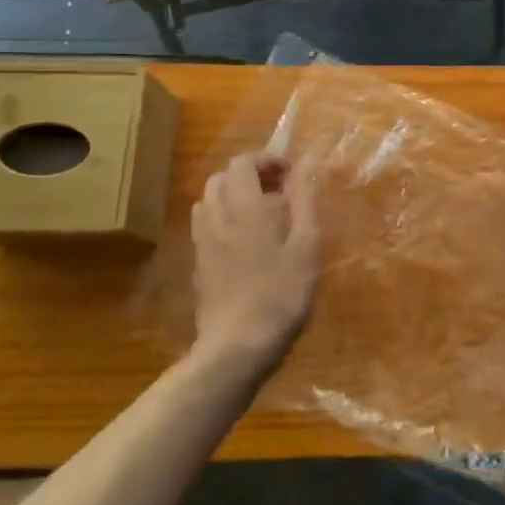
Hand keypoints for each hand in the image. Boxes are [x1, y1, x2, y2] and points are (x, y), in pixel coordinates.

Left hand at [190, 154, 321, 376]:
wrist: (238, 345)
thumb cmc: (281, 292)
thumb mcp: (306, 244)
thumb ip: (304, 200)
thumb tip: (305, 164)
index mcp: (245, 206)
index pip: (243, 162)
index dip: (266, 159)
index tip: (291, 174)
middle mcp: (217, 216)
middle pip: (221, 177)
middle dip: (249, 175)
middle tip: (278, 192)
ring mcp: (202, 241)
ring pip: (208, 200)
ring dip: (233, 195)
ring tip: (261, 214)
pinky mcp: (198, 263)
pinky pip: (205, 225)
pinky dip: (223, 218)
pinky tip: (244, 241)